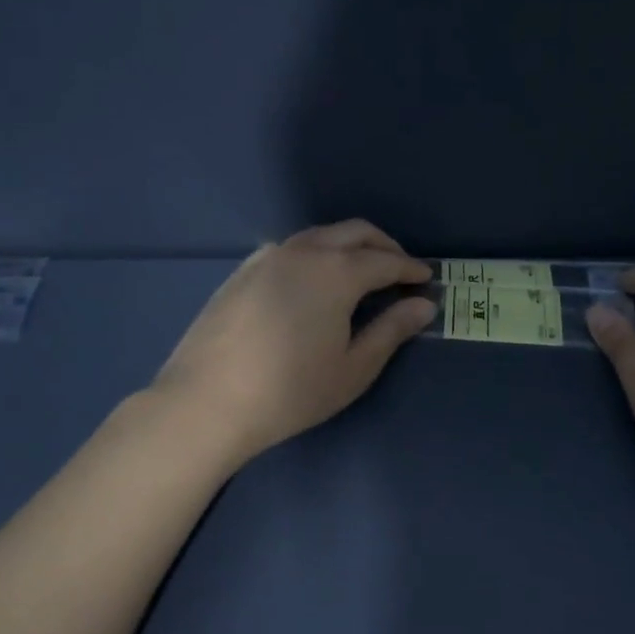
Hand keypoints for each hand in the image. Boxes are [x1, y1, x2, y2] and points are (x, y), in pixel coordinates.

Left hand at [151, 220, 435, 466]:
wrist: (207, 400)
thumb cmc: (291, 391)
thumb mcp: (353, 368)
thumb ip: (391, 330)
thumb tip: (423, 305)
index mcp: (336, 271)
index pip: (385, 260)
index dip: (410, 268)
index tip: (427, 278)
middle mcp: (303, 251)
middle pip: (354, 233)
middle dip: (384, 246)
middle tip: (400, 268)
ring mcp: (268, 257)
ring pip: (319, 236)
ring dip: (348, 246)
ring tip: (361, 272)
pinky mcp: (242, 270)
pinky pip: (290, 248)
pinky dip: (316, 253)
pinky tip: (313, 280)